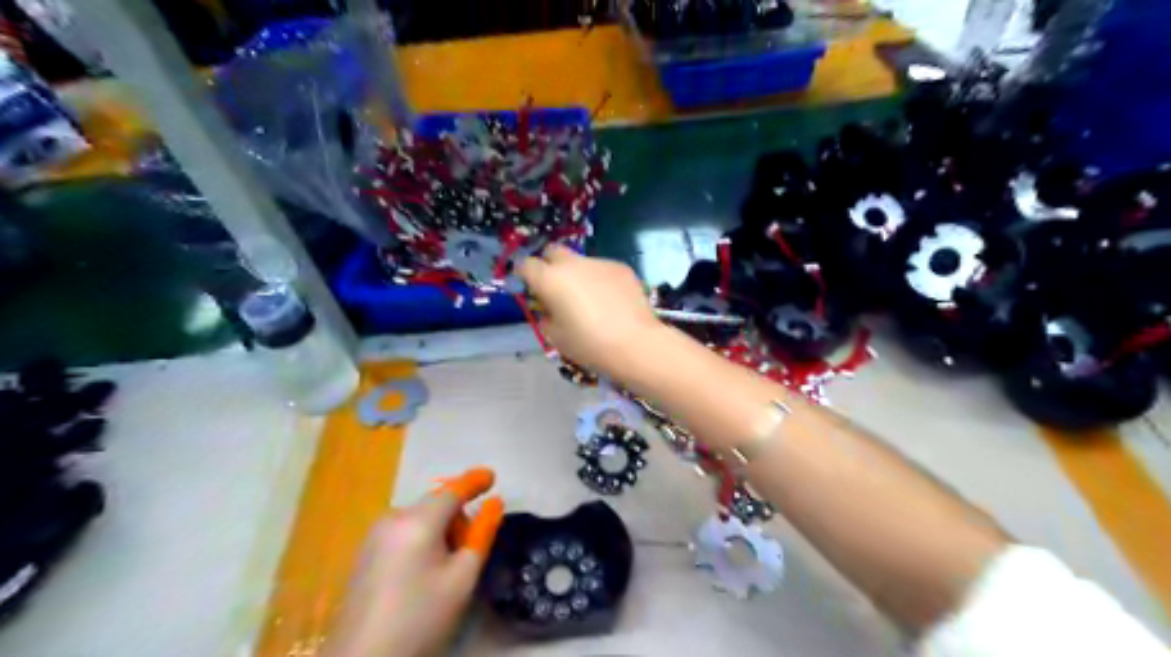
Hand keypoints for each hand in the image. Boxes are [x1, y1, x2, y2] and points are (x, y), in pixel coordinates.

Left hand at [321, 466, 504, 655]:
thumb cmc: (420, 619)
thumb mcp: (461, 580)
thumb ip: (480, 536)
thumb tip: (494, 505)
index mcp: (417, 522)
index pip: (452, 491)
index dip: (474, 482)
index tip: (492, 476)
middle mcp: (392, 519)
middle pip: (435, 504)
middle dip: (457, 517)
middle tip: (469, 551)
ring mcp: (374, 536)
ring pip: (419, 518)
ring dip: (440, 530)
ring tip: (446, 569)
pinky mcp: (364, 554)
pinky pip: (403, 532)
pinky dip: (421, 539)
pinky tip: (423, 573)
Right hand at [518, 244, 661, 377]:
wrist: (635, 343)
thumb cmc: (589, 344)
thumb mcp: (555, 337)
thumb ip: (546, 316)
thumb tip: (549, 308)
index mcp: (550, 280)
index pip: (526, 265)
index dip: (524, 275)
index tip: (530, 288)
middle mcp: (572, 264)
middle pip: (552, 251)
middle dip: (549, 265)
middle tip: (556, 288)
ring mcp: (598, 262)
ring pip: (580, 261)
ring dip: (578, 275)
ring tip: (590, 301)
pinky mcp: (620, 267)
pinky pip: (602, 269)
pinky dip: (600, 281)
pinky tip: (611, 302)